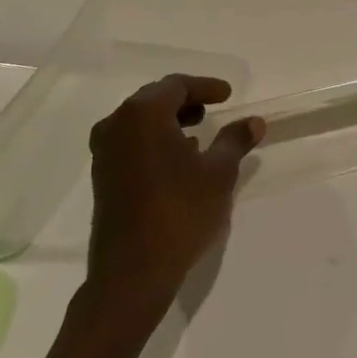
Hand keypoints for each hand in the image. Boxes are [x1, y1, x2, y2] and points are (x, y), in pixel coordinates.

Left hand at [86, 75, 264, 308]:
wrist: (132, 272)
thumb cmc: (180, 212)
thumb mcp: (219, 173)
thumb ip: (235, 140)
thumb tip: (254, 121)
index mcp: (143, 114)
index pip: (176, 85)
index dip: (205, 87)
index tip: (228, 95)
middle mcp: (117, 124)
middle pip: (154, 99)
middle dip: (186, 101)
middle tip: (213, 109)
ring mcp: (105, 151)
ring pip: (140, 121)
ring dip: (169, 121)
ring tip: (198, 133)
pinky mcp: (102, 176)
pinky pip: (131, 142)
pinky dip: (155, 140)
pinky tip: (177, 159)